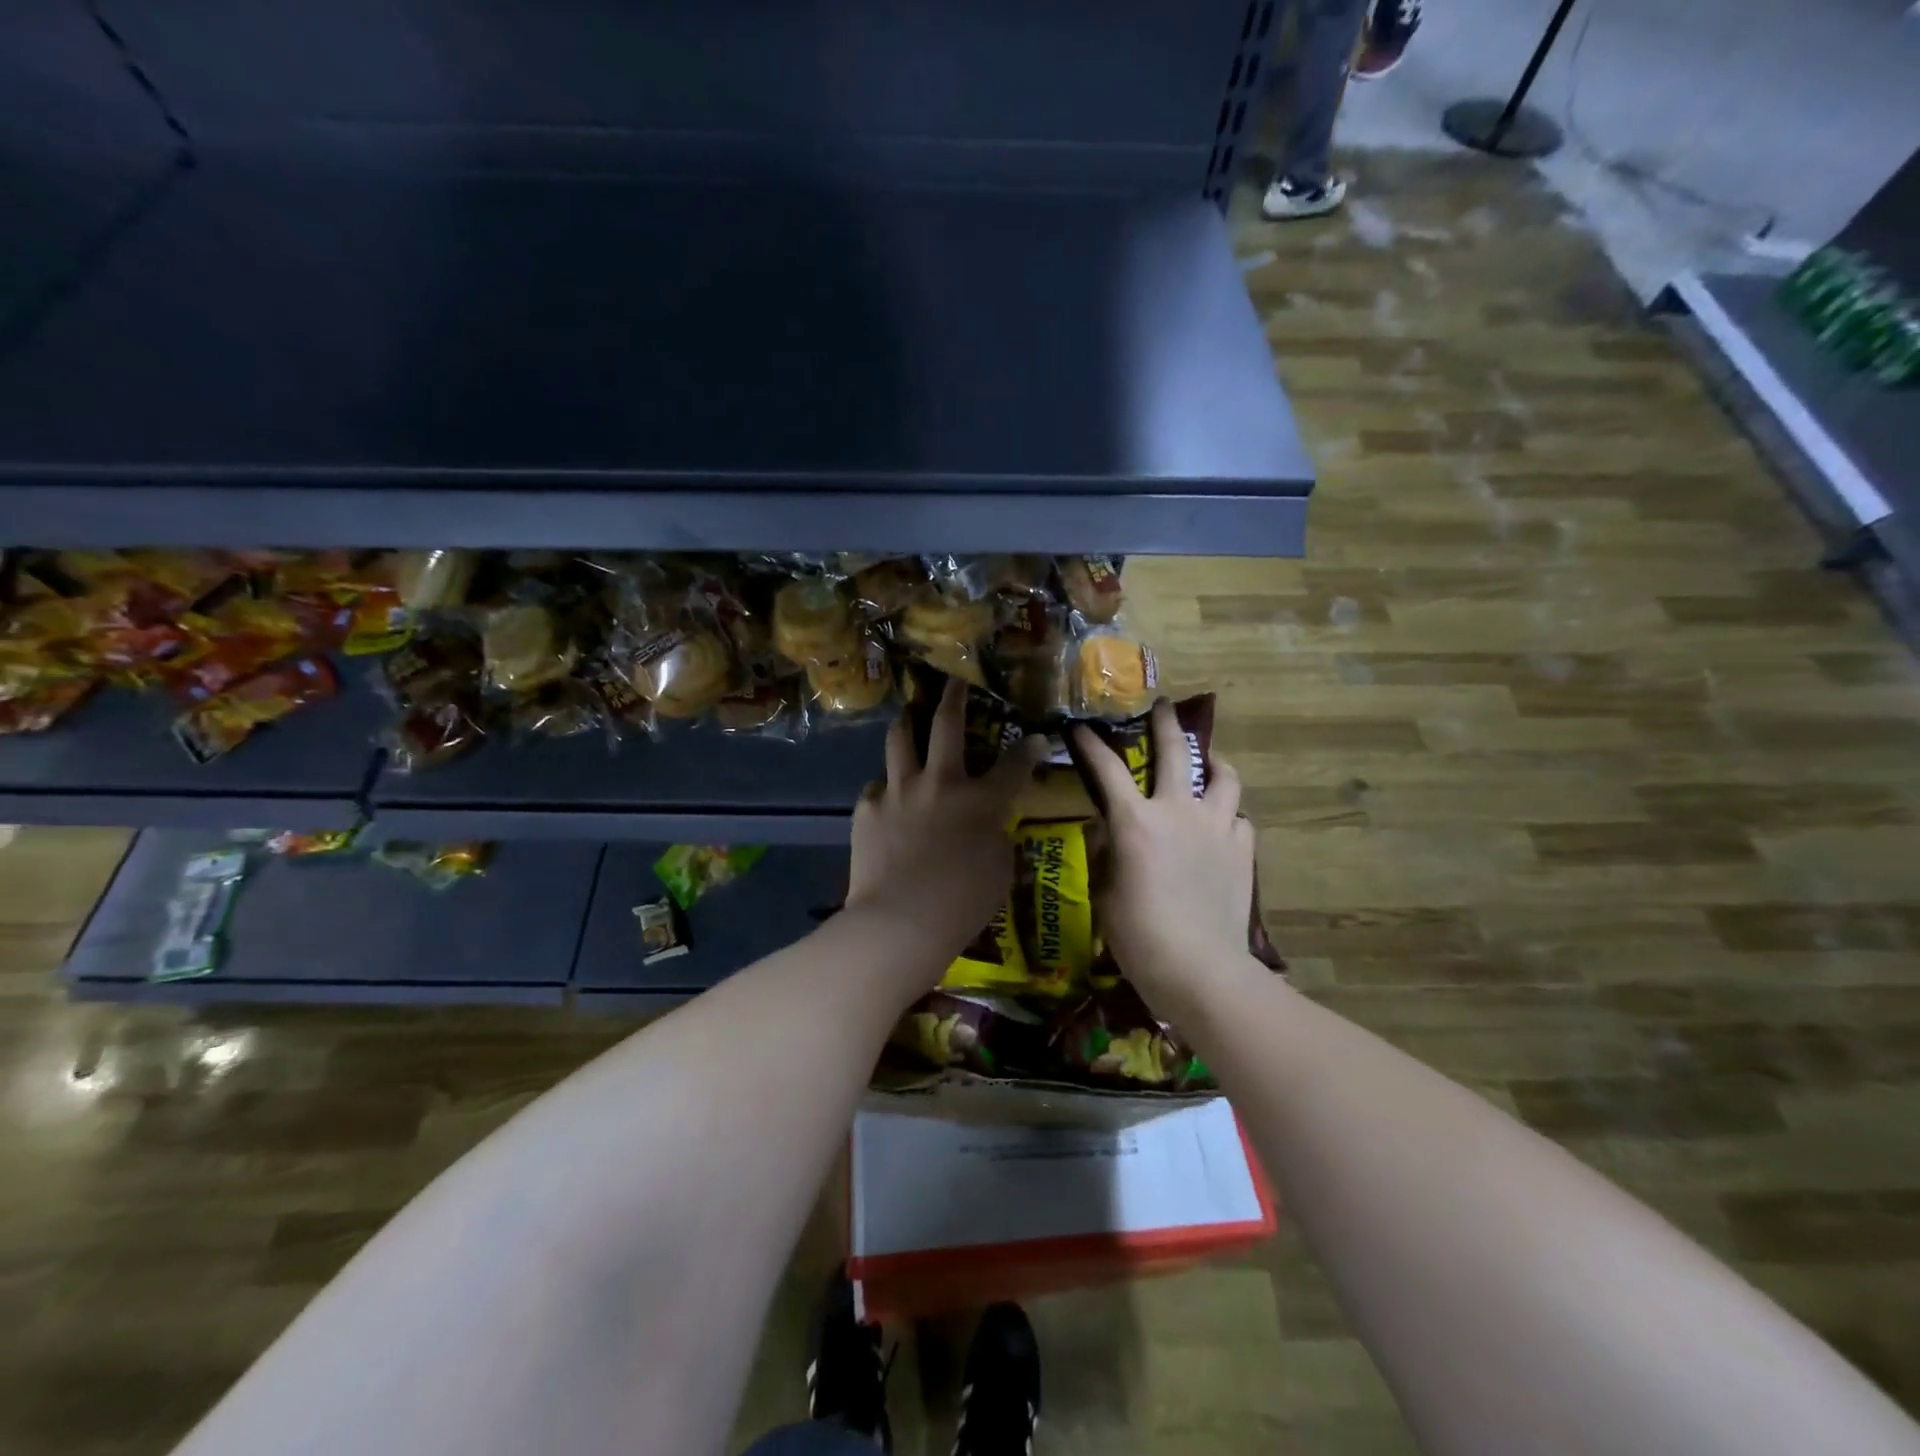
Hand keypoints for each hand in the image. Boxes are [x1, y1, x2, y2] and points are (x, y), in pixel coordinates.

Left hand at [847, 680, 1046, 967]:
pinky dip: (886, 786)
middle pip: (947, 725)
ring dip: (907, 722)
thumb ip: (997, 836)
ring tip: (909, 714)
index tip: (1037, 738)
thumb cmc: (962, 903)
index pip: (1014, 764)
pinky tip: (887, 796)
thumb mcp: (999, 871)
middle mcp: (939, 783)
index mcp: (980, 800)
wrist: (900, 922)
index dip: (1029, 749)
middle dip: (954, 696)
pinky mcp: (867, 809)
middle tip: (955, 681)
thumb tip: (991, 823)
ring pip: (900, 739)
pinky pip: (877, 786)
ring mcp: (898, 791)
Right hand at [1074, 700, 1256, 1002]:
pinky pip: (1240, 819)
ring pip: (1224, 778)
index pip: (1108, 770)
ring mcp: (1217, 829)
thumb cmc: (1139, 936)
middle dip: (1166, 723)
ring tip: (1210, 762)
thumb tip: (1109, 835)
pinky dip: (1229, 815)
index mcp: (1136, 822)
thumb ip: (1107, 855)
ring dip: (1214, 764)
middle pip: (1176, 753)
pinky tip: (1222, 825)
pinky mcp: (1242, 851)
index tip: (1082, 727)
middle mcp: (1179, 812)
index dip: (1092, 746)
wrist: (1200, 968)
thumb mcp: (1105, 893)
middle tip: (1164, 706)